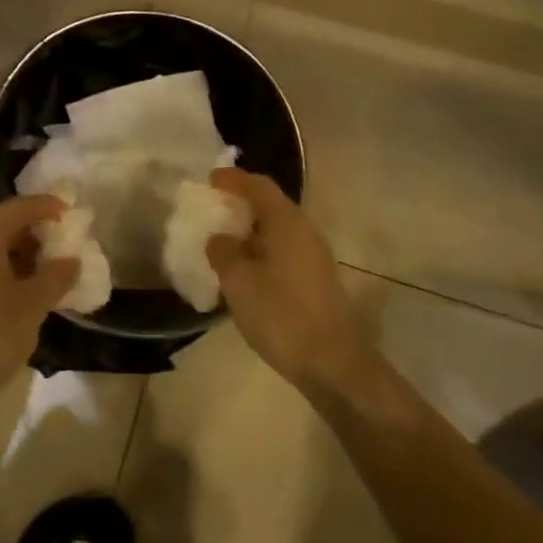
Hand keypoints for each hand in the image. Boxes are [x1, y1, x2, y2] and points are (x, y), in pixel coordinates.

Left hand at [0, 194, 78, 407]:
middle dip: (27, 235)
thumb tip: (70, 260)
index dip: (44, 206)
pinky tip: (8, 294)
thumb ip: (55, 277)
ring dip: (8, 256)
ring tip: (36, 275)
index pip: (16, 208)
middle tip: (54, 249)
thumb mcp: (33, 307)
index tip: (66, 210)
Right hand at [206, 170, 371, 396]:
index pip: (259, 186)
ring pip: (277, 232)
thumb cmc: (281, 314)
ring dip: (250, 232)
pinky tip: (244, 273)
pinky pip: (283, 253)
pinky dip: (261, 252)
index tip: (210, 179)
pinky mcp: (317, 281)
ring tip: (222, 243)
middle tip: (212, 210)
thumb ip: (223, 251)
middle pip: (270, 206)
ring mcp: (314, 257)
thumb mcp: (238, 280)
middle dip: (241, 205)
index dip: (233, 179)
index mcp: (286, 222)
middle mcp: (305, 231)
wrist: (333, 363)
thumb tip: (220, 238)